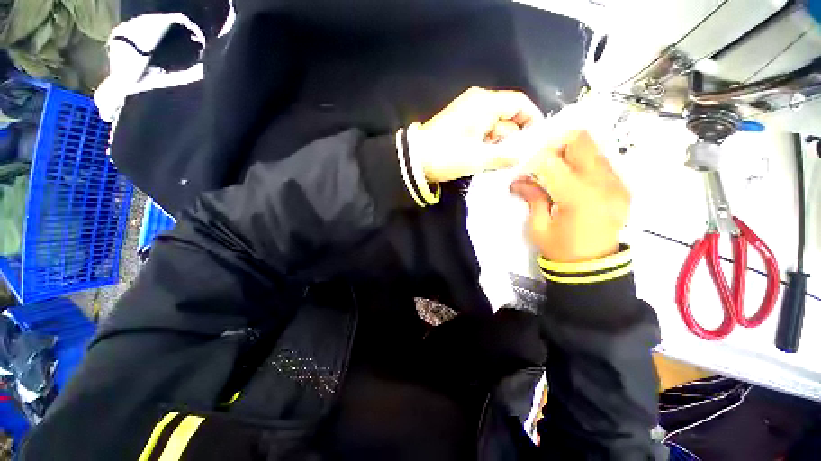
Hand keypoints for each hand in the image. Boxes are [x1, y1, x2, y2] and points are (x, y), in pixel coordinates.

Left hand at [411, 87, 542, 182]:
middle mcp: (478, 103)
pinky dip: (488, 144)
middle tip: (520, 158)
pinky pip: (482, 132)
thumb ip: (504, 156)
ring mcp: (467, 114)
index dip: (532, 119)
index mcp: (485, 103)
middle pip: (507, 116)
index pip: (519, 103)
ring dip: (500, 144)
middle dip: (515, 137)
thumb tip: (524, 156)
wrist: (415, 160)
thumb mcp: (478, 158)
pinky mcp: (460, 126)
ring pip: (494, 126)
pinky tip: (489, 159)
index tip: (538, 139)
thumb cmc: (447, 155)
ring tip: (504, 163)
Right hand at [510, 130, 628, 262]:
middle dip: (555, 145)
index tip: (521, 169)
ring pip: (592, 149)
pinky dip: (582, 163)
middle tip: (539, 160)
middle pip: (581, 142)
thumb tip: (518, 180)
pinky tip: (570, 178)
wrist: (593, 266)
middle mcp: (603, 184)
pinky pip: (601, 162)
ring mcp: (617, 184)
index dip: (532, 160)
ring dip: (569, 153)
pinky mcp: (621, 187)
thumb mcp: (538, 226)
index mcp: (579, 197)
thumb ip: (532, 197)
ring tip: (553, 170)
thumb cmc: (560, 249)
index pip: (552, 161)